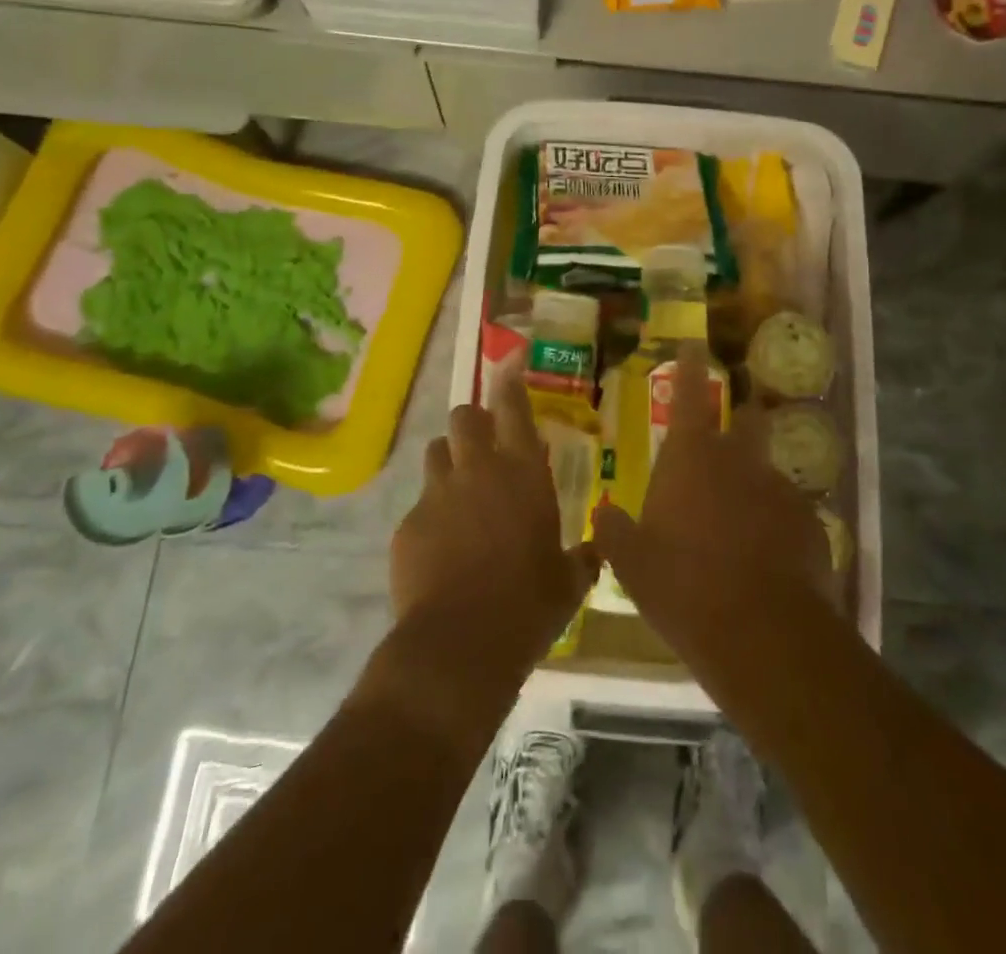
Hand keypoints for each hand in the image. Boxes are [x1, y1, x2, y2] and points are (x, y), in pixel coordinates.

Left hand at [389, 361, 597, 685]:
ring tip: (458, 491)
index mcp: (523, 474)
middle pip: (464, 416)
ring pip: (435, 452)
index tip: (508, 362)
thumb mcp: (568, 583)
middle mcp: (478, 471)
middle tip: (482, 445)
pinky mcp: (408, 523)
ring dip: (448, 461)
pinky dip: (430, 514)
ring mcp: (437, 494)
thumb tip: (596, 549)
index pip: (513, 407)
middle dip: (473, 422)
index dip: (510, 381)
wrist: (461, 644)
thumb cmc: (529, 606)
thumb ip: (582, 557)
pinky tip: (439, 549)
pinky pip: (419, 504)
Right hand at [591, 343, 831, 676]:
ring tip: (740, 516)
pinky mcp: (809, 525)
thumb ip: (614, 530)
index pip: (691, 394)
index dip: (692, 365)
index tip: (695, 343)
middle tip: (727, 428)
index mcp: (692, 457)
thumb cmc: (684, 586)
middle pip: (745, 419)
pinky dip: (774, 521)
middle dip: (739, 415)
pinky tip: (764, 556)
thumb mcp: (632, 562)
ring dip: (754, 480)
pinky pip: (787, 512)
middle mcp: (739, 461)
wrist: (763, 634)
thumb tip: (604, 513)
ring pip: (766, 469)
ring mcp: (779, 491)